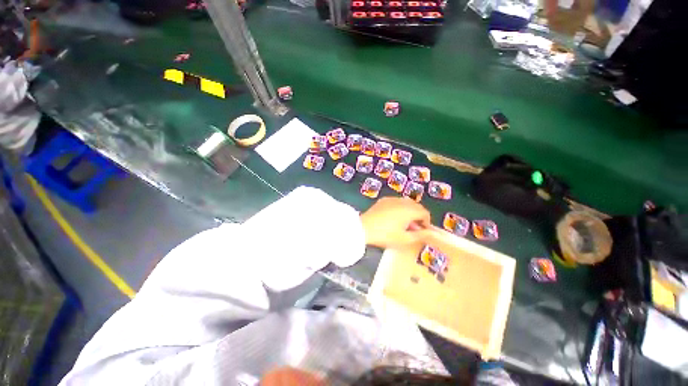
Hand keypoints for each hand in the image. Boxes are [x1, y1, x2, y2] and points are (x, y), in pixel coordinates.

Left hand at [360, 197, 430, 248]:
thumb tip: (430, 233)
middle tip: (414, 228)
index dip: (426, 222)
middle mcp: (402, 201)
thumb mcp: (404, 239)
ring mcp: (392, 199)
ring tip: (404, 223)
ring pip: (406, 203)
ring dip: (409, 211)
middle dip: (418, 216)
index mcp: (409, 210)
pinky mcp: (383, 200)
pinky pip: (396, 202)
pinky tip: (394, 217)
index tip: (422, 231)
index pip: (424, 213)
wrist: (363, 228)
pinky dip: (400, 208)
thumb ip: (420, 235)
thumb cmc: (385, 235)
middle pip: (416, 206)